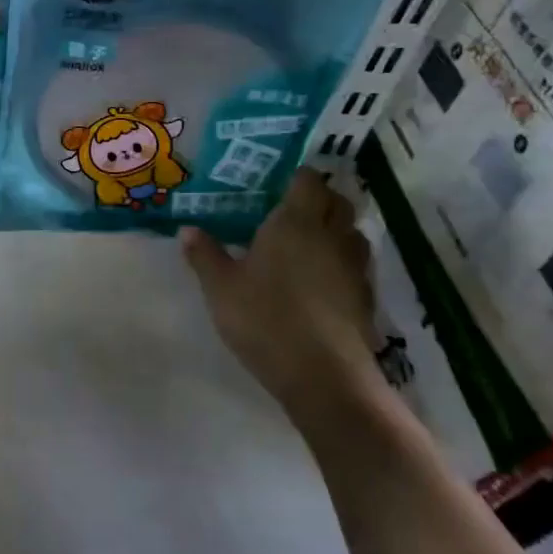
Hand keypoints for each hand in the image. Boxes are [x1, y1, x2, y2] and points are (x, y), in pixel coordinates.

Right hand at [181, 169, 383, 417]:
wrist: (323, 376)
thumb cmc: (265, 319)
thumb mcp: (221, 287)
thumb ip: (205, 255)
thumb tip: (187, 229)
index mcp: (295, 223)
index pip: (308, 181)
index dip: (297, 177)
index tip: (277, 182)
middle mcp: (331, 236)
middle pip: (338, 201)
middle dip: (319, 199)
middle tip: (290, 209)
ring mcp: (353, 267)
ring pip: (352, 232)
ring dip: (335, 229)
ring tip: (307, 242)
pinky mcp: (365, 297)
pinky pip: (355, 265)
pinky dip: (341, 262)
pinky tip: (320, 280)